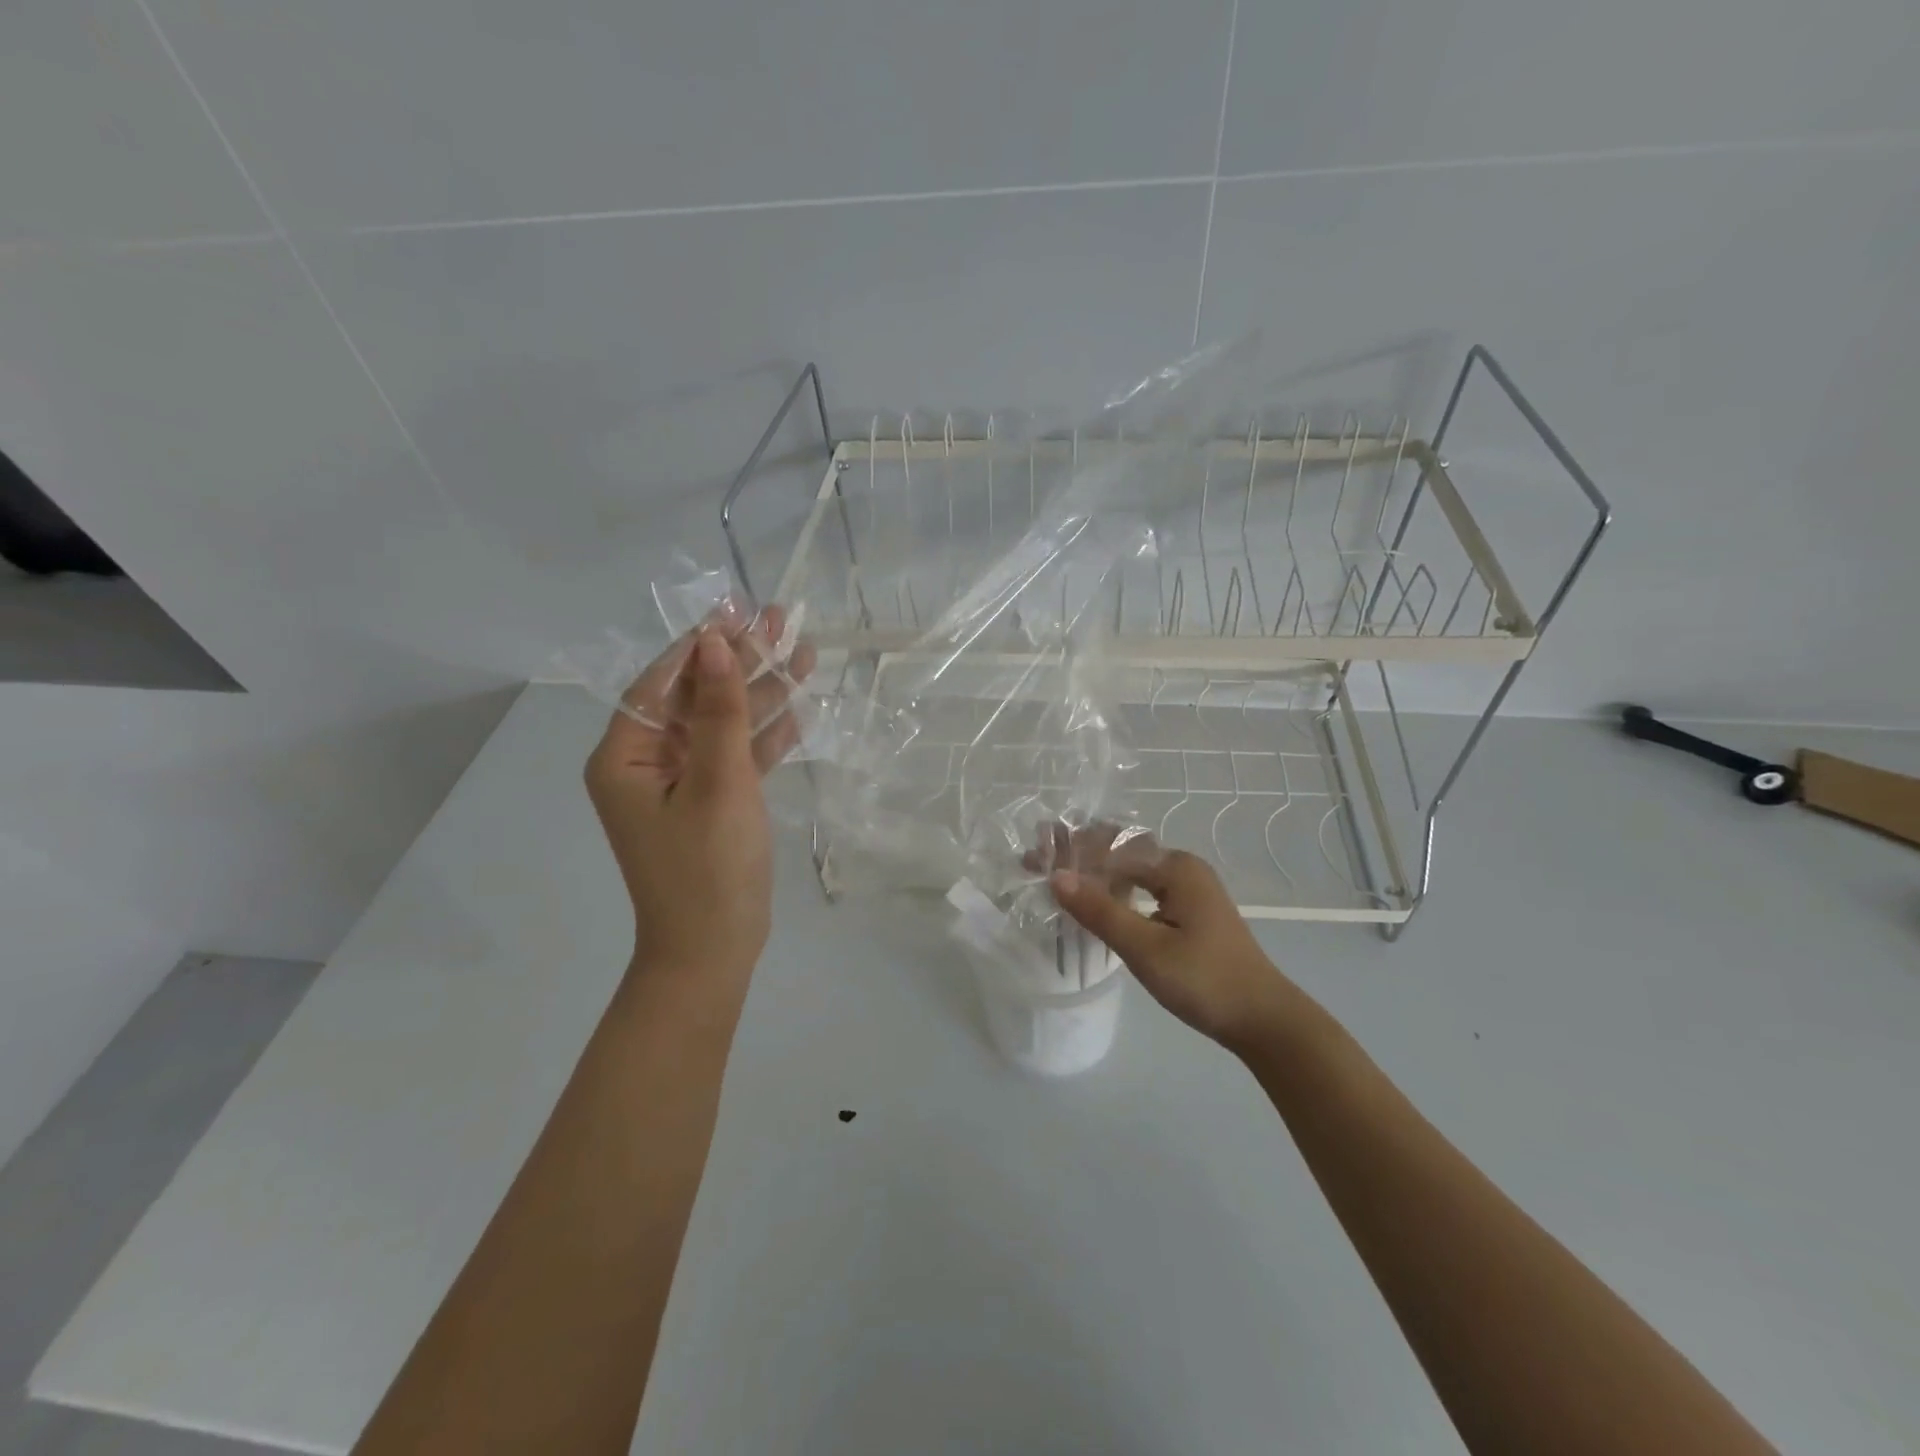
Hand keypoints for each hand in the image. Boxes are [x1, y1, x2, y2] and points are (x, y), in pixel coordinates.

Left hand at [584, 606, 815, 985]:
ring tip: (804, 652)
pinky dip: (765, 736)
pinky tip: (798, 708)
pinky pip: (737, 758)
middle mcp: (647, 764)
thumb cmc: (707, 867)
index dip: (699, 645)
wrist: (714, 951)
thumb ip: (720, 713)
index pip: (661, 684)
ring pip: (724, 725)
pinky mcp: (713, 803)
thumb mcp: (717, 784)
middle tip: (780, 619)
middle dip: (739, 661)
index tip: (735, 609)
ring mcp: (682, 784)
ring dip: (762, 693)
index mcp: (626, 757)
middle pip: (697, 699)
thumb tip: (716, 645)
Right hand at [1041, 827, 1299, 1053]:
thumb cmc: (1205, 980)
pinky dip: (1115, 893)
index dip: (1069, 853)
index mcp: (1175, 867)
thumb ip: (1100, 911)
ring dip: (1095, 875)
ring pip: (1131, 871)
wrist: (1264, 1020)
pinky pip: (1144, 889)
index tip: (1033, 861)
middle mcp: (1183, 867)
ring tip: (1057, 884)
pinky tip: (1095, 906)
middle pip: (1120, 852)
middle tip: (1038, 867)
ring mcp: (1189, 889)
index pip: (1110, 847)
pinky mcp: (1190, 911)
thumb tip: (1055, 877)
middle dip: (1078, 857)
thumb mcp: (1145, 948)